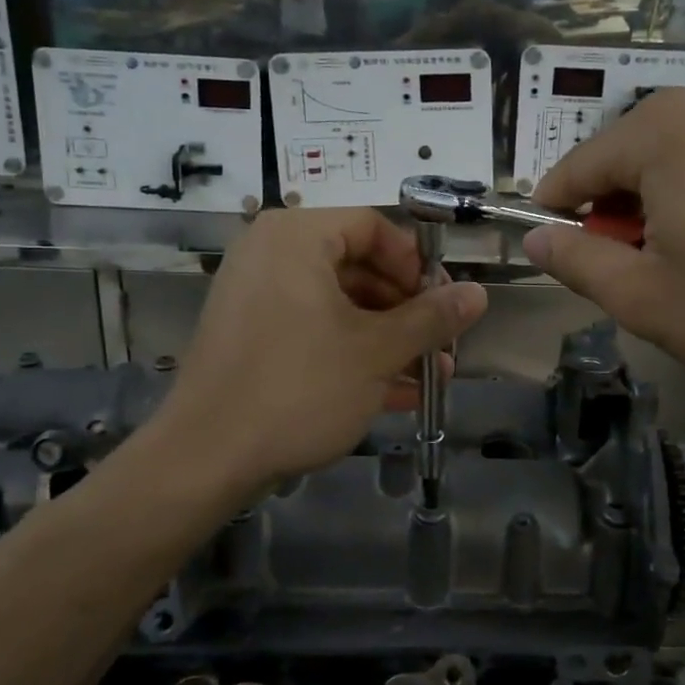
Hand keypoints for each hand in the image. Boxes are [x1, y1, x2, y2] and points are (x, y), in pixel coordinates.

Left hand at [156, 208, 487, 488]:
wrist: (206, 458)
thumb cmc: (299, 387)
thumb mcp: (376, 351)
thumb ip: (431, 318)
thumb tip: (478, 294)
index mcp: (296, 238)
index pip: (372, 226)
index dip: (415, 262)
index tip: (444, 301)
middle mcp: (271, 255)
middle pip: (358, 266)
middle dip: (408, 310)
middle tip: (442, 344)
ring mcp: (258, 299)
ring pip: (340, 306)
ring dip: (389, 339)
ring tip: (431, 376)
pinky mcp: (253, 339)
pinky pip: (314, 331)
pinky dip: (354, 354)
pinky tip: (397, 392)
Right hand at [522, 75, 684, 396]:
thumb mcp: (652, 302)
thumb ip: (579, 265)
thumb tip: (536, 239)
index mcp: (659, 130)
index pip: (574, 171)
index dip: (559, 220)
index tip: (567, 263)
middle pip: (624, 160)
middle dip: (620, 218)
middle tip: (649, 280)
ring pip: (672, 159)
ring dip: (663, 210)